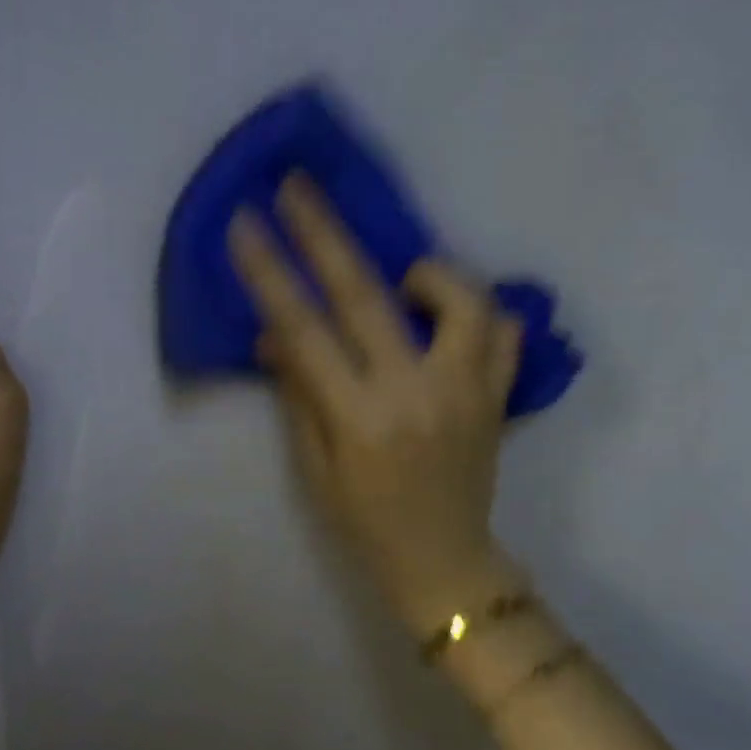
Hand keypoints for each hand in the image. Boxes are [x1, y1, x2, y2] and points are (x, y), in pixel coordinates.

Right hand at [229, 176, 524, 639]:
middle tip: (299, 186)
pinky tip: (450, 319)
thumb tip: (276, 334)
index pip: (303, 328)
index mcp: (358, 416)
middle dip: (325, 231)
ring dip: (425, 273)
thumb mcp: (314, 467)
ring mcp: (466, 390)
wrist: (444, 563)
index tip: (247, 224)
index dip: (270, 272)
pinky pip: (504, 331)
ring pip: (460, 298)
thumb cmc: (364, 522)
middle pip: (366, 293)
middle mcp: (414, 392)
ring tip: (404, 280)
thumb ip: (299, 392)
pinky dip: (478, 311)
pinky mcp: (497, 395)